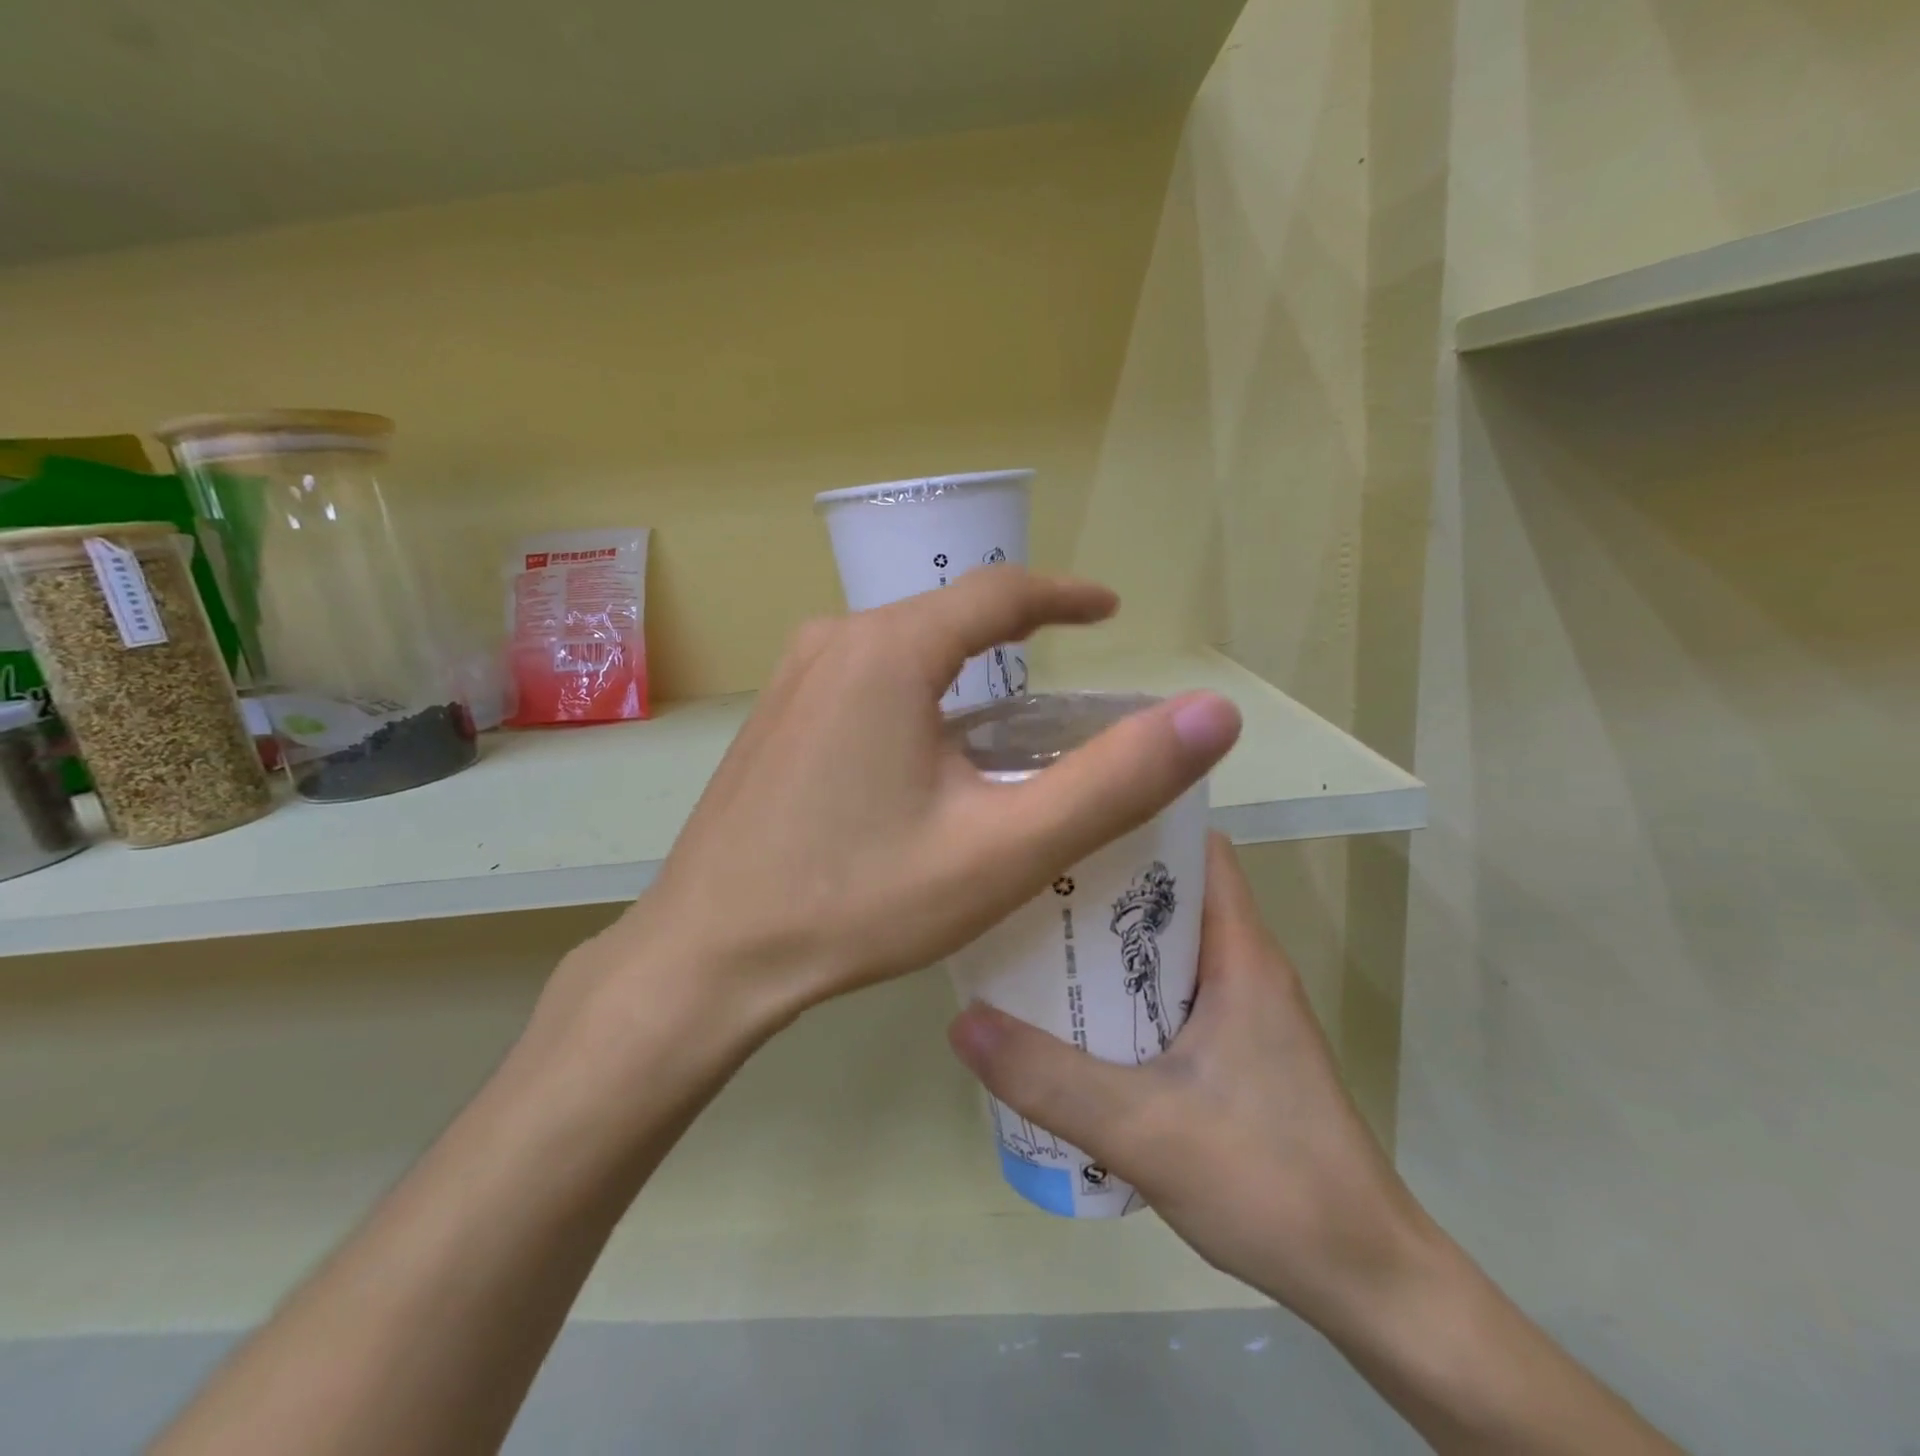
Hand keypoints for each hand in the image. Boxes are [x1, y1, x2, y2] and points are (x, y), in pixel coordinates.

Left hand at [548, 566, 1243, 1058]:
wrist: (709, 954)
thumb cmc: (858, 901)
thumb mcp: (1003, 849)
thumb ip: (1114, 779)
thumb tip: (1212, 713)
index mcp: (887, 650)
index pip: (998, 593)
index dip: (1064, 595)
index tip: (1110, 610)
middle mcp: (833, 642)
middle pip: (947, 619)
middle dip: (1017, 636)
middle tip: (1071, 668)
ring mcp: (793, 679)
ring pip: (905, 651)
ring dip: (965, 672)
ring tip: (1014, 716)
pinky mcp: (776, 718)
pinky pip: (865, 682)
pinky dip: (919, 697)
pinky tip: (933, 754)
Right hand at [947, 832, 1431, 1335]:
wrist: (1366, 1280)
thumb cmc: (1270, 1182)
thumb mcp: (1144, 1130)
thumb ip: (1049, 1079)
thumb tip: (962, 1021)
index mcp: (1240, 953)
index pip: (1194, 848)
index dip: (1136, 820)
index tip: (1067, 817)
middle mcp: (1244, 965)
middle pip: (1168, 892)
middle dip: (1101, 882)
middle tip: (1027, 880)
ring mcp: (1242, 1009)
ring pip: (1165, 945)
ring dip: (1108, 941)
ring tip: (1034, 938)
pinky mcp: (1235, 1049)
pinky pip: (1169, 991)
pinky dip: (1123, 987)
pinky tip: (1075, 1014)